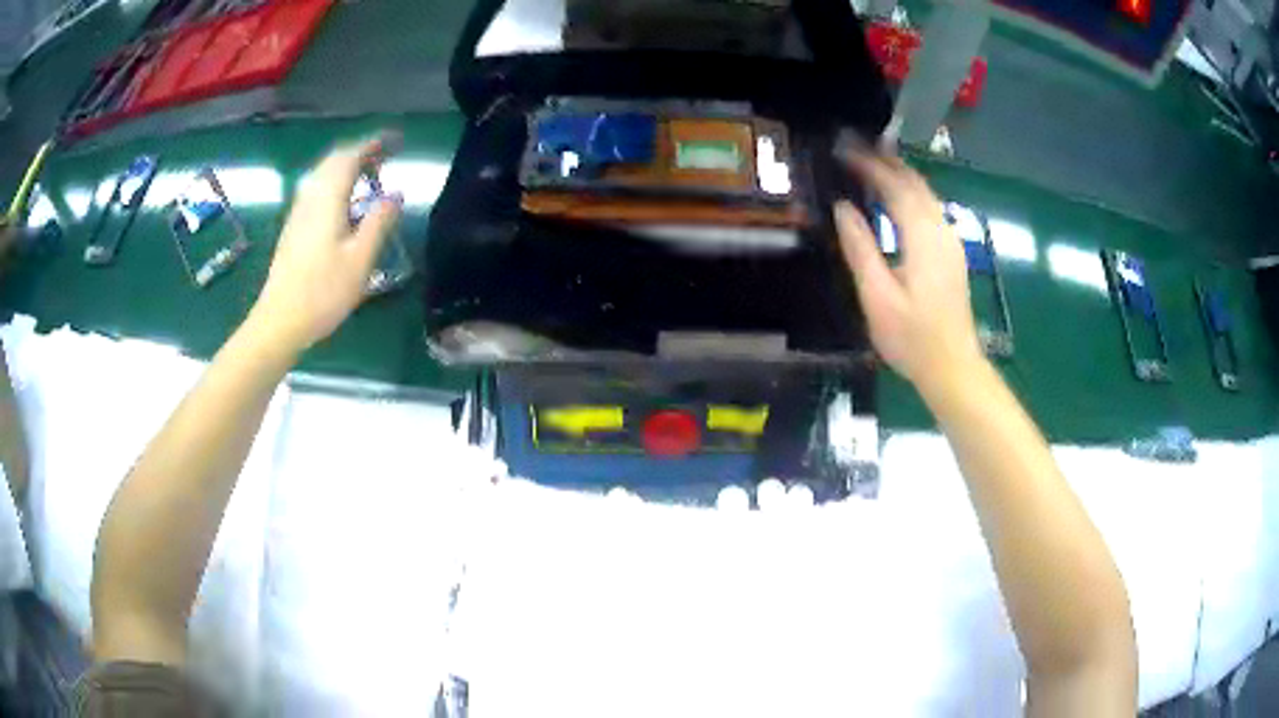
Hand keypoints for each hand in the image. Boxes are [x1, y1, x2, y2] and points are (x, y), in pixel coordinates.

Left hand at [249, 138, 402, 352]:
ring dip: (346, 166)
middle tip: (386, 156)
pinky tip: (345, 201)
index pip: (350, 157)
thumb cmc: (322, 293)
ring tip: (369, 174)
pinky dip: (334, 182)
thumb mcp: (360, 259)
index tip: (396, 140)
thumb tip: (395, 194)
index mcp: (327, 199)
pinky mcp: (293, 229)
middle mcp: (310, 198)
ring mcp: (298, 213)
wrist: (279, 322)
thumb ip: (379, 222)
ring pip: (322, 175)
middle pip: (333, 161)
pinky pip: (316, 190)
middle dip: (361, 151)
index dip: (373, 144)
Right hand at [834, 149, 983, 393]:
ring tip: (872, 164)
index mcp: (922, 237)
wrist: (953, 367)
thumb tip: (843, 208)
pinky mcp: (952, 253)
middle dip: (886, 161)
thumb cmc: (913, 338)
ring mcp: (951, 241)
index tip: (843, 149)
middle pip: (915, 183)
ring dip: (900, 174)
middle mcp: (941, 230)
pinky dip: (911, 193)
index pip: (895, 186)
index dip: (869, 164)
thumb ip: (860, 248)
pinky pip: (930, 208)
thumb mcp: (877, 296)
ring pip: (926, 194)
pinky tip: (897, 198)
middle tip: (855, 148)